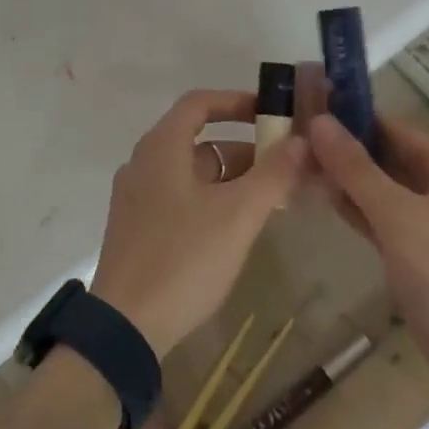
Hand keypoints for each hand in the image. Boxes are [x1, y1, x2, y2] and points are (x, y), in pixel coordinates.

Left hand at [91, 90, 308, 355]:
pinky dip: (211, 199)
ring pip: (191, 172)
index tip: (272, 113)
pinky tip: (236, 227)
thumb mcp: (237, 215)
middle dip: (244, 149)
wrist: (126, 325)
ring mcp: (137, 197)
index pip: (200, 103)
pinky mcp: (137, 227)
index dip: (237, 102)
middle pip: (199, 140)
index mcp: (161, 147)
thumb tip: (302, 141)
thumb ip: (273, 174)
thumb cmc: (183, 258)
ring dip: (230, 178)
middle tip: (284, 168)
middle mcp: (143, 163)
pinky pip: (180, 197)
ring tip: (270, 200)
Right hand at [309, 113, 428, 403]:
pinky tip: (324, 199)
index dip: (354, 120)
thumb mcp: (398, 216)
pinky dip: (359, 211)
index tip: (309, 110)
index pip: (396, 131)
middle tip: (296, 140)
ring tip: (300, 164)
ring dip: (348, 181)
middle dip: (346, 152)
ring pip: (384, 192)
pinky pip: (385, 221)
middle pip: (390, 160)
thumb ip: (355, 169)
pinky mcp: (422, 256)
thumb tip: (318, 121)